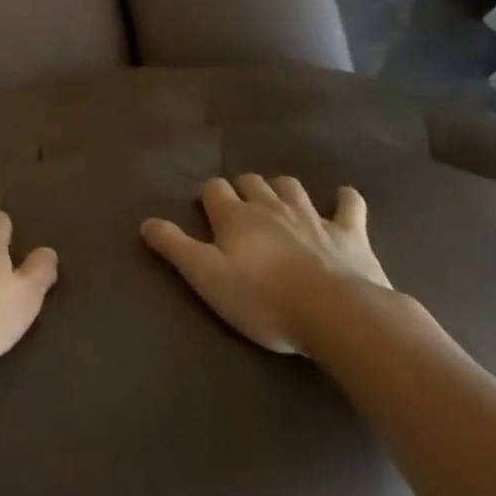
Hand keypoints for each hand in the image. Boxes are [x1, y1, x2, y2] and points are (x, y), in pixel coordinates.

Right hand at [142, 175, 391, 355]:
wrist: (335, 314)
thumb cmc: (263, 298)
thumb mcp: (206, 277)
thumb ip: (175, 247)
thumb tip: (146, 222)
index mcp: (235, 216)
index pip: (214, 189)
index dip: (208, 195)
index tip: (206, 208)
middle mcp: (270, 206)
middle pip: (252, 181)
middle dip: (244, 188)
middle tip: (241, 208)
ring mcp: (312, 216)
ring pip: (291, 186)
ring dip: (283, 189)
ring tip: (279, 201)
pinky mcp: (349, 233)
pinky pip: (349, 204)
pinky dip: (345, 199)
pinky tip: (344, 198)